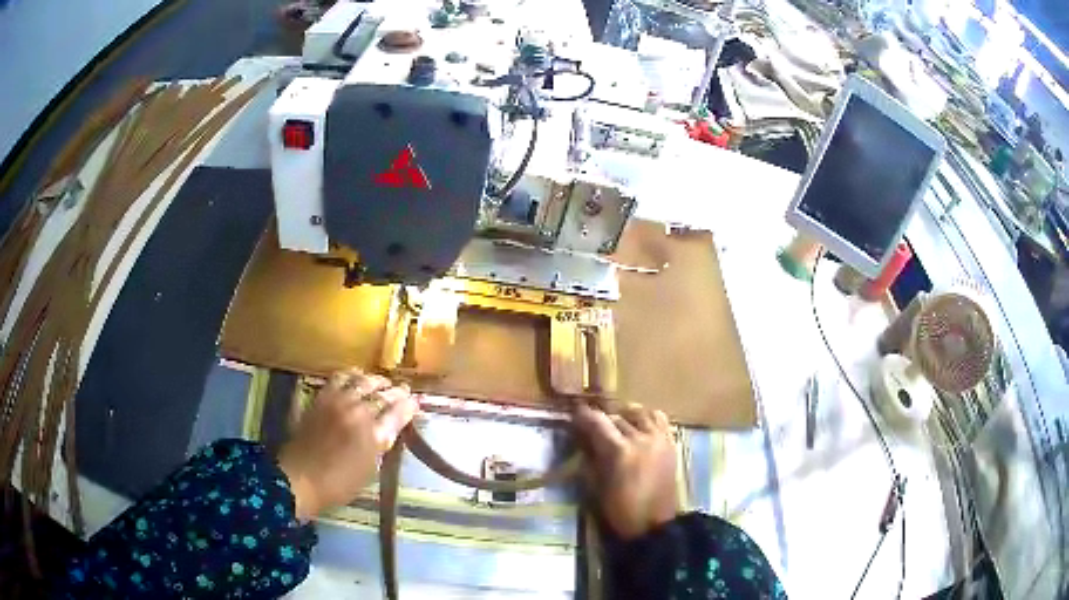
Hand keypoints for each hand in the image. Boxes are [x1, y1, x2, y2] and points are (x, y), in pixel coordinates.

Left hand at [278, 369, 418, 520]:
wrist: (299, 478)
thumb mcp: (369, 471)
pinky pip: (339, 378)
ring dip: (376, 380)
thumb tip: (389, 430)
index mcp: (375, 436)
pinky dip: (352, 374)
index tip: (416, 402)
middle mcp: (359, 413)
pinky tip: (356, 376)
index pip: (398, 413)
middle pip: (383, 395)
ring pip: (363, 382)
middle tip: (404, 390)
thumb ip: (380, 446)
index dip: (409, 406)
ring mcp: (339, 403)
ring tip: (382, 382)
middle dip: (396, 392)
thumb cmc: (338, 484)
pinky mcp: (322, 398)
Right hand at [573, 403, 677, 539]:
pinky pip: (659, 419)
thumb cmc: (620, 510)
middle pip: (617, 417)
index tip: (574, 414)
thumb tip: (583, 440)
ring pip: (639, 413)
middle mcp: (641, 438)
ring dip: (625, 415)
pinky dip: (647, 417)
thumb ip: (590, 458)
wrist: (654, 524)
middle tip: (592, 425)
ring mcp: (659, 438)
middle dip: (602, 419)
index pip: (597, 421)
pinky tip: (639, 425)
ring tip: (617, 423)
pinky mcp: (670, 443)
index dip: (583, 416)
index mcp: (619, 451)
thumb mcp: (596, 486)